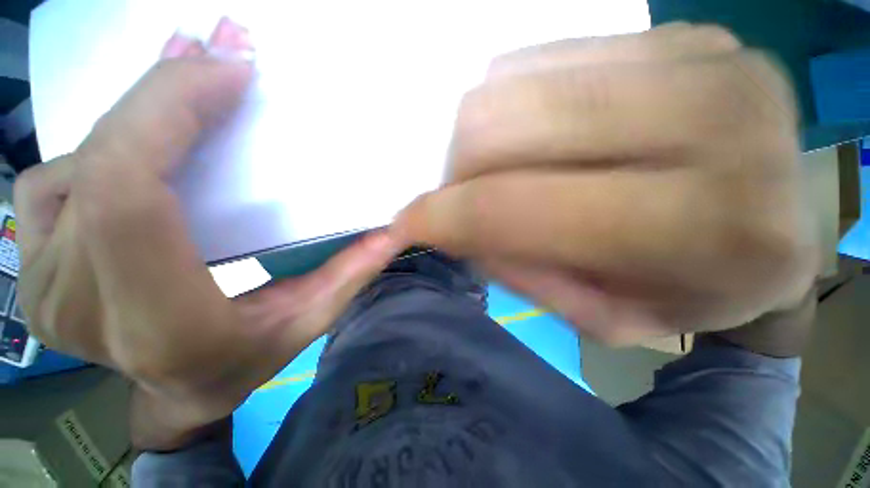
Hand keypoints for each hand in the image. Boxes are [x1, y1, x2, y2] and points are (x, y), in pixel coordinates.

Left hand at [15, 18, 401, 448]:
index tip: (227, 73)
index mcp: (160, 322)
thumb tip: (391, 229)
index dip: (168, 113)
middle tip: (210, 49)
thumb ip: (350, 271)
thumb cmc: (248, 361)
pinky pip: (49, 184)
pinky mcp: (32, 269)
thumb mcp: (310, 319)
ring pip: (75, 167)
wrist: (178, 393)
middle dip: (159, 94)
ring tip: (184, 82)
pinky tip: (134, 146)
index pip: (130, 195)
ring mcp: (43, 285)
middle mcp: (82, 303)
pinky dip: (96, 149)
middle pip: (101, 166)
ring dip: (133, 115)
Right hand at [395, 23, 818, 344]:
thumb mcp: (606, 317)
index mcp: (702, 222)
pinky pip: (538, 59)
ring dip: (480, 143)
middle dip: (456, 174)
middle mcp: (707, 118)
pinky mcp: (675, 32)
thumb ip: (522, 272)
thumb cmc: (696, 293)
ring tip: (505, 175)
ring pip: (507, 84)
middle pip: (496, 125)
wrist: (776, 235)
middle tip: (464, 202)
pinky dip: (513, 107)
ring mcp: (693, 56)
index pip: (513, 205)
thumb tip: (454, 225)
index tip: (403, 226)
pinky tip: (539, 139)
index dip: (440, 216)